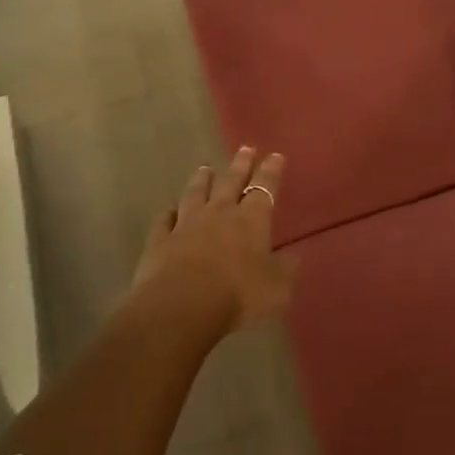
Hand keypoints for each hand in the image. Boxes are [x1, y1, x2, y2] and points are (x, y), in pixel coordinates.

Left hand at [130, 147, 296, 333]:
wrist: (180, 307)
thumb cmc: (237, 296)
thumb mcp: (276, 290)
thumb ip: (285, 271)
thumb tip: (294, 257)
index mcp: (251, 220)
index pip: (264, 188)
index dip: (271, 172)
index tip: (275, 155)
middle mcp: (219, 213)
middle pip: (230, 182)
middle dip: (240, 165)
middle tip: (245, 148)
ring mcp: (186, 224)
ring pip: (195, 194)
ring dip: (201, 180)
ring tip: (205, 167)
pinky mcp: (160, 241)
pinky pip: (164, 220)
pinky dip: (168, 213)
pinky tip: (169, 208)